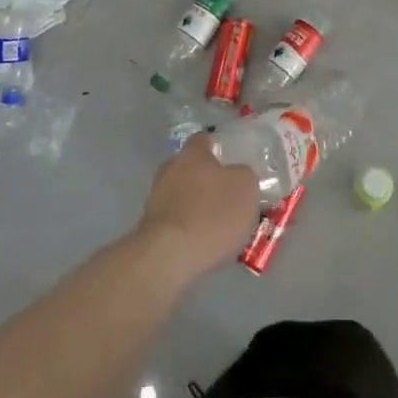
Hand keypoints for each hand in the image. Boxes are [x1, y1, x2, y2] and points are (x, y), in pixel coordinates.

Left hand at [135, 136, 262, 282]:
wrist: (168, 257)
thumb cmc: (211, 214)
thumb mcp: (246, 187)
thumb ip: (245, 175)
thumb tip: (239, 175)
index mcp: (192, 153)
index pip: (205, 140)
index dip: (221, 149)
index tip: (236, 162)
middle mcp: (170, 169)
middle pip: (194, 169)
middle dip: (210, 181)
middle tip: (231, 198)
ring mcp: (156, 199)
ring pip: (185, 197)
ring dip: (200, 207)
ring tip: (222, 228)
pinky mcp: (151, 228)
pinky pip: (178, 222)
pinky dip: (190, 229)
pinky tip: (205, 245)